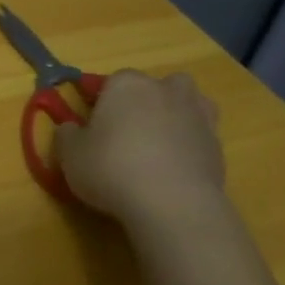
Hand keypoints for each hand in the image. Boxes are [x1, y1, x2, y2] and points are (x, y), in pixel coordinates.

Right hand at [53, 70, 226, 227]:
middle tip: (126, 134)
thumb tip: (70, 128)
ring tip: (157, 145)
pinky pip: (198, 134)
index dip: (99, 102)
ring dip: (174, 116)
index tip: (92, 126)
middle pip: (153, 87)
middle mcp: (165, 89)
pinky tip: (174, 168)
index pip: (110, 81)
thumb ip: (67, 135)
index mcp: (126, 84)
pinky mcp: (217, 143)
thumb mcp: (70, 155)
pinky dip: (189, 145)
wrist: (172, 203)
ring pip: (185, 103)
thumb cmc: (112, 169)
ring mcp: (197, 113)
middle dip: (142, 103)